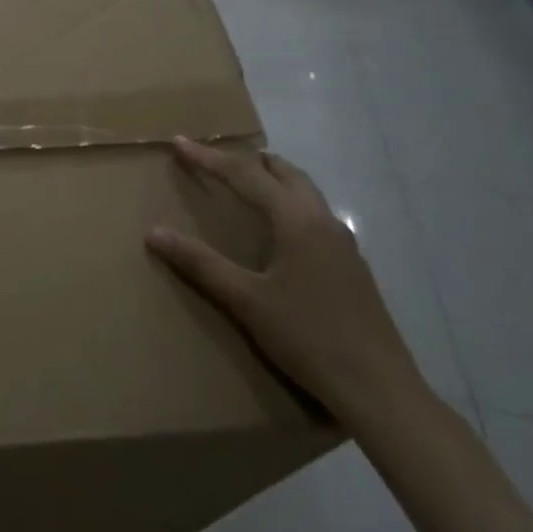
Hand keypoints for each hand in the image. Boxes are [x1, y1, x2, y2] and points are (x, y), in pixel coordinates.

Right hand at [146, 136, 427, 434]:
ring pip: (305, 193)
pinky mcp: (351, 267)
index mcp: (296, 221)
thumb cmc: (307, 337)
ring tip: (247, 184)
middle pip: (285, 174)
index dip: (209, 158)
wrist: (377, 388)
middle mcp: (323, 221)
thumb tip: (154, 233)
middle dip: (249, 161)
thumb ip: (200, 263)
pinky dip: (290, 205)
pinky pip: (315, 216)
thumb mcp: (245, 300)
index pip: (246, 175)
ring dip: (274, 180)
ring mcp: (343, 245)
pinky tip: (279, 232)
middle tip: (216, 158)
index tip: (179, 143)